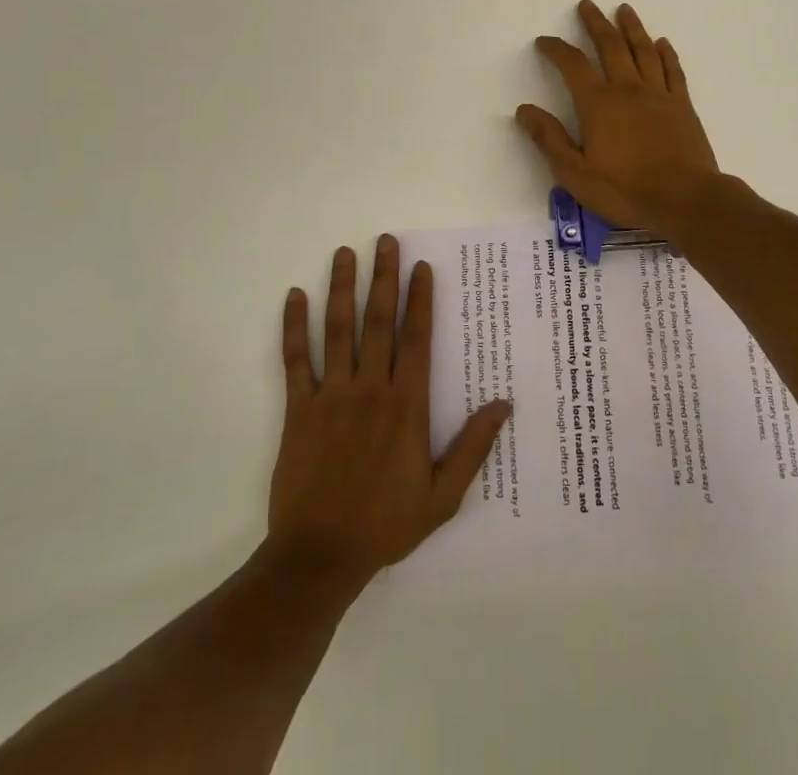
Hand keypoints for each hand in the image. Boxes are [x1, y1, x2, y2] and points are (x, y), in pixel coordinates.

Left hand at [268, 235, 510, 592]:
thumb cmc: (385, 524)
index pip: (417, 338)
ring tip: (344, 253)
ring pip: (338, 330)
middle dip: (383, 278)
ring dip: (341, 289)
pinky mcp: (298, 410)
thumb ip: (473, 447)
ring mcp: (331, 396)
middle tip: (385, 241)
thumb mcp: (443, 496)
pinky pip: (295, 361)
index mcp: (407, 405)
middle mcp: (371, 389)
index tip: (421, 266)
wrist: (320, 557)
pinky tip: (294, 297)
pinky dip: (294, 328)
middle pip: (379, 322)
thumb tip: (504, 404)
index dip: (421, 299)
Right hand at [516, 1, 724, 240]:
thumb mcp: (575, 173)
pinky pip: (673, 70)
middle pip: (610, 46)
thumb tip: (524, 110)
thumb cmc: (626, 190)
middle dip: (595, 23)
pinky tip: (662, 43)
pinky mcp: (683, 105)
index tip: (545, 41)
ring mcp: (659, 94)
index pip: (572, 65)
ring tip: (624, 9)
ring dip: (631, 27)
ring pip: (643, 50)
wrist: (686, 200)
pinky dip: (666, 53)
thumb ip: (549, 139)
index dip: (556, 49)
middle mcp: (628, 89)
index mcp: (598, 104)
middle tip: (586, 5)